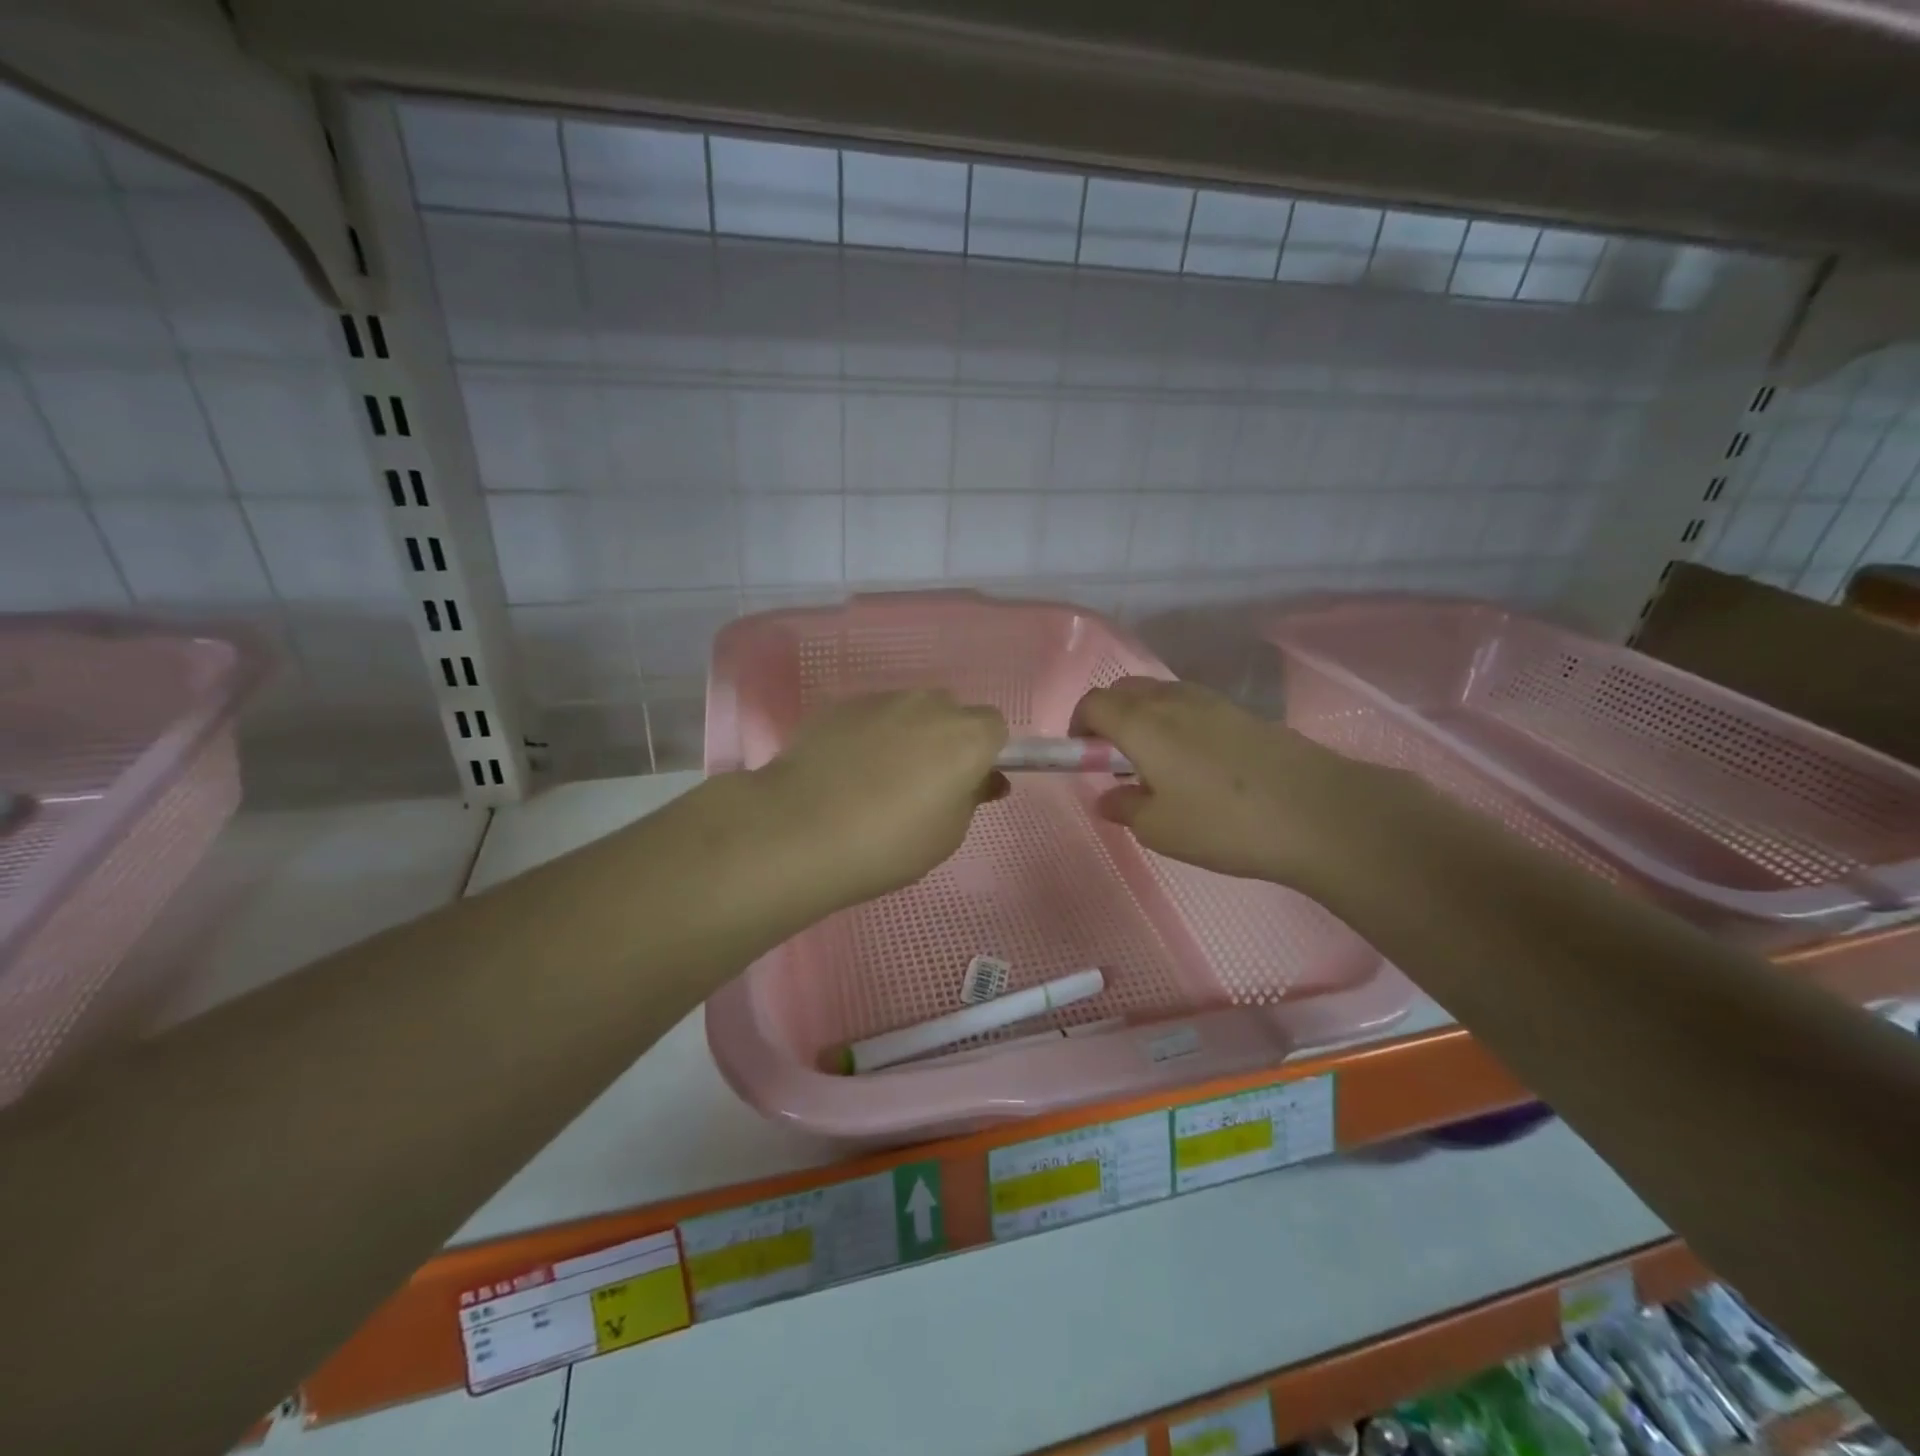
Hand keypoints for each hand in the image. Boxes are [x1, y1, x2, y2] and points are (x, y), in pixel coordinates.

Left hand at [753, 690, 1008, 911]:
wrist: (800, 830)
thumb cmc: (890, 842)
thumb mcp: (948, 834)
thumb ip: (971, 798)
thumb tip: (981, 779)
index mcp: (967, 736)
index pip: (993, 728)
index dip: (984, 755)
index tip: (967, 785)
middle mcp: (928, 705)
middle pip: (949, 713)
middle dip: (944, 741)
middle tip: (923, 785)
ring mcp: (880, 700)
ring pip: (906, 712)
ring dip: (904, 736)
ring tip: (874, 781)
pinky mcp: (838, 706)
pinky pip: (867, 718)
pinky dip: (865, 737)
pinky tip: (843, 773)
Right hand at [1070, 677, 1391, 892]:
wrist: (1319, 813)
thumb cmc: (1224, 824)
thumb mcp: (1161, 829)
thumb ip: (1125, 808)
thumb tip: (1108, 796)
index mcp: (1142, 722)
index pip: (1093, 702)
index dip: (1079, 726)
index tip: (1083, 757)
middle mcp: (1173, 700)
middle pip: (1125, 690)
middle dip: (1109, 716)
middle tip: (1115, 759)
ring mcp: (1213, 702)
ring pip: (1162, 694)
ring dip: (1145, 717)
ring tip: (1158, 763)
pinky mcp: (1244, 713)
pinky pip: (1193, 705)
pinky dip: (1178, 722)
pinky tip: (1198, 764)